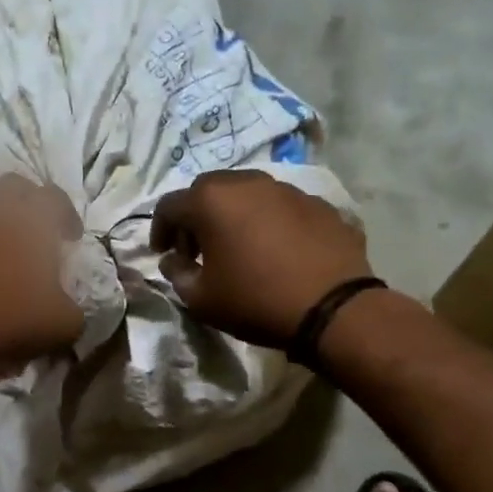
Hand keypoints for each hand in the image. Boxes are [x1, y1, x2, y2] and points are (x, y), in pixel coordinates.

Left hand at [0, 175, 86, 378]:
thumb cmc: (7, 320)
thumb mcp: (62, 325)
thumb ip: (73, 308)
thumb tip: (67, 305)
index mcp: (32, 218)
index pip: (56, 197)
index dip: (67, 215)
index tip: (70, 239)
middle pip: (13, 185)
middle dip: (27, 202)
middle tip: (32, 230)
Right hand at [151, 170, 374, 348]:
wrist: (332, 308)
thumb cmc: (255, 301)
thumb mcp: (201, 299)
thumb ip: (177, 274)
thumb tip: (173, 260)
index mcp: (212, 201)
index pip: (170, 205)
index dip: (159, 230)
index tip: (163, 254)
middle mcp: (248, 183)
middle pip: (208, 190)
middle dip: (195, 217)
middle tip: (196, 249)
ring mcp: (287, 190)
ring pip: (247, 193)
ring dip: (232, 215)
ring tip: (236, 247)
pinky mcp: (318, 204)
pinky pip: (280, 207)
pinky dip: (267, 222)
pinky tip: (274, 250)